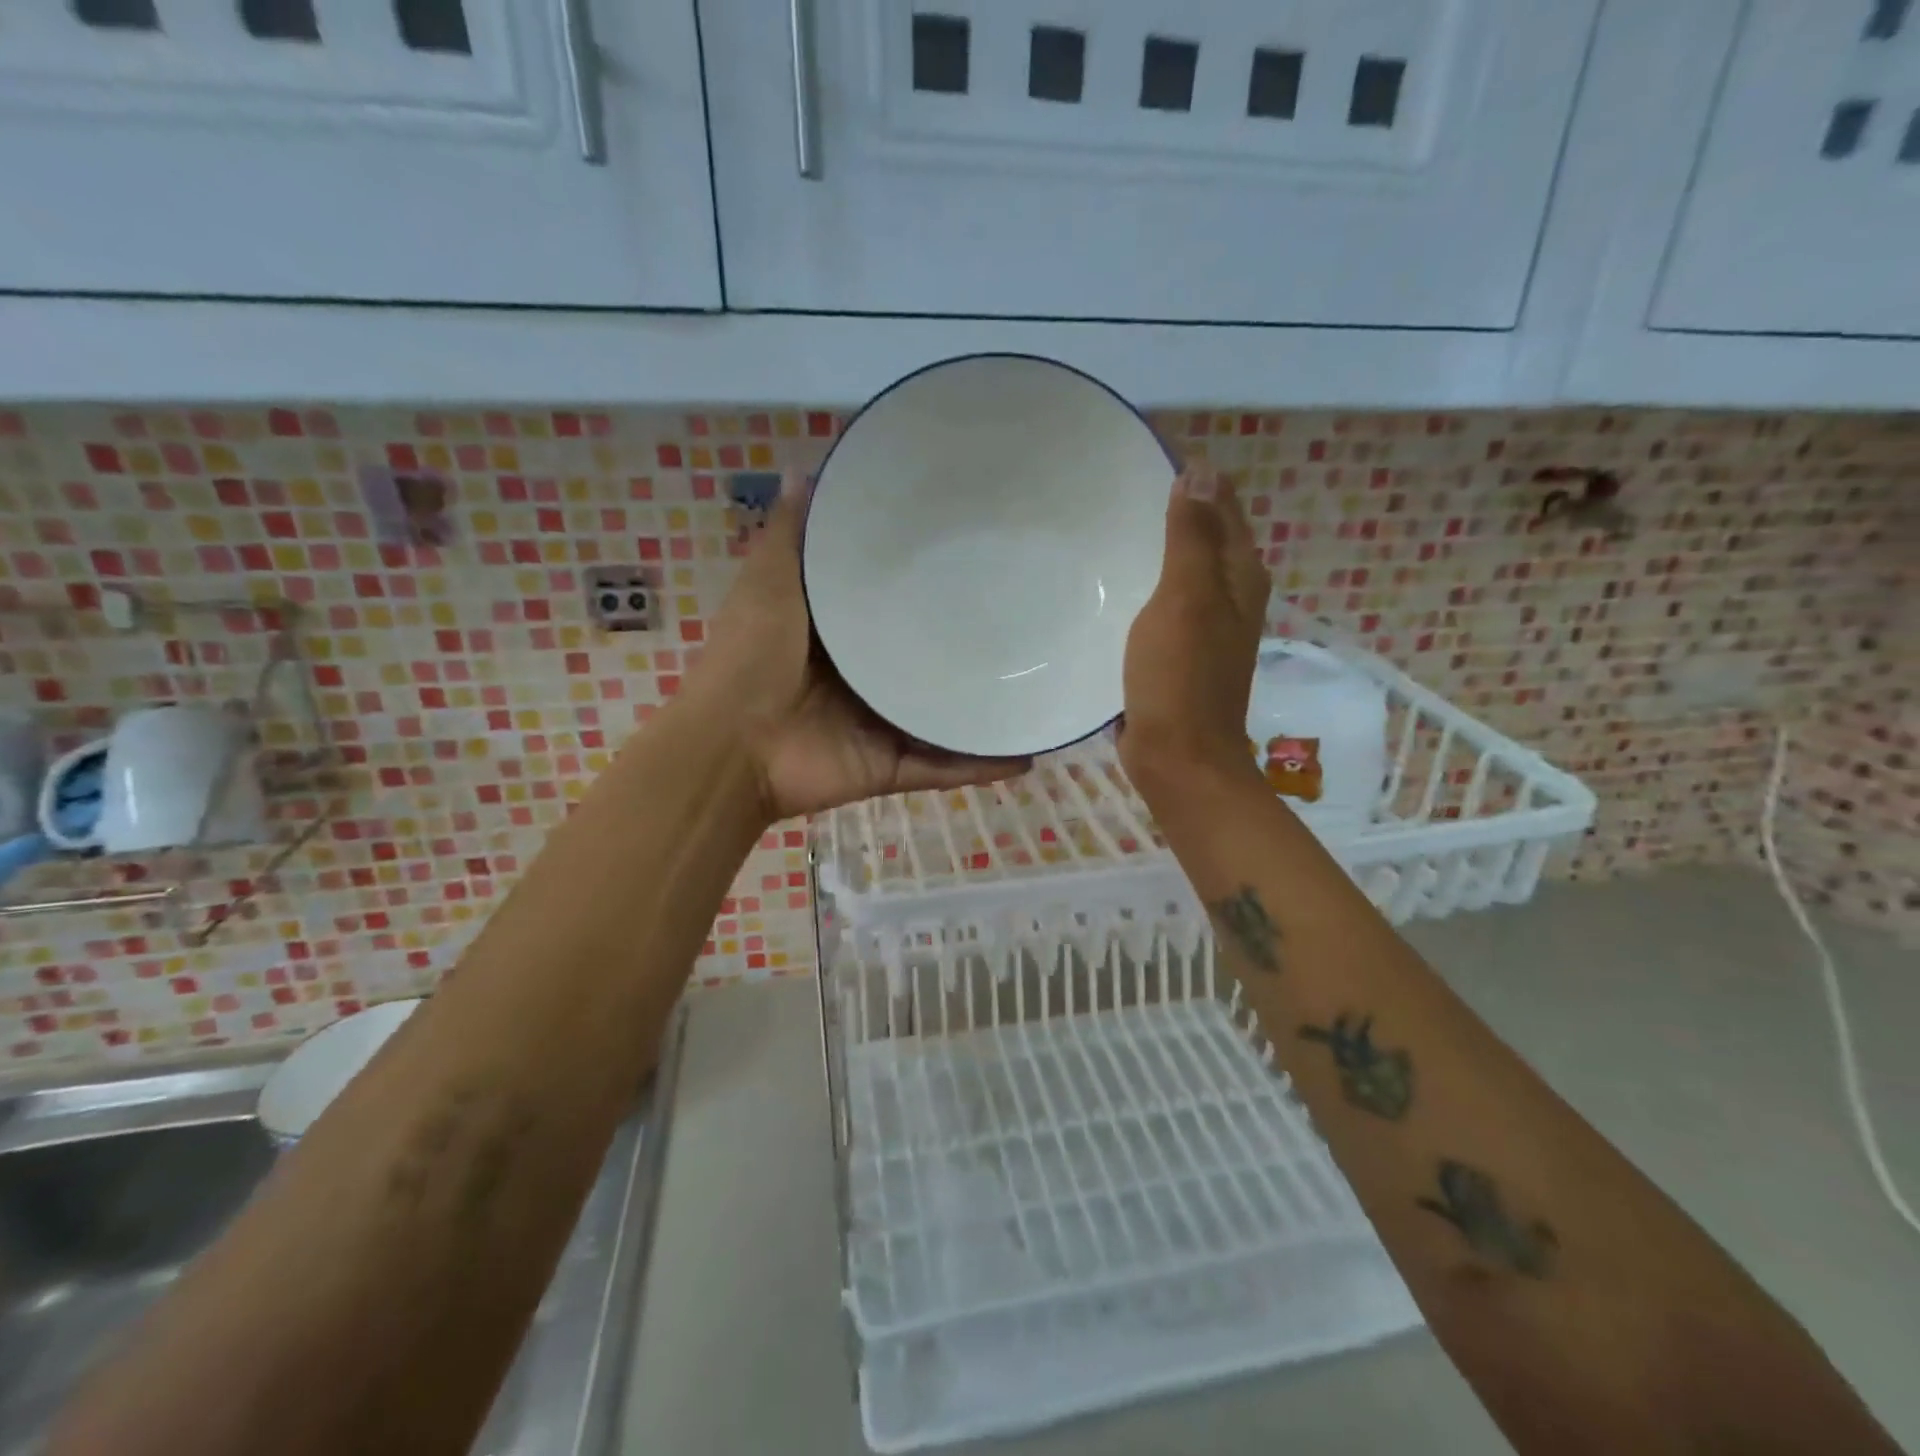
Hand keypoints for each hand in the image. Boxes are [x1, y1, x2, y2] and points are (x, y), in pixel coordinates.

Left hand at [688, 473, 1032, 822]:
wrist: (730, 749)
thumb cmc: (750, 659)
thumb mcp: (770, 584)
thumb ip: (791, 537)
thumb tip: (806, 469)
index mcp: (840, 635)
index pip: (893, 603)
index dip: (929, 579)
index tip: (975, 549)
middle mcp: (866, 678)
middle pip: (926, 659)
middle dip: (968, 644)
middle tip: (1028, 616)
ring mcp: (882, 725)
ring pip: (943, 714)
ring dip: (985, 706)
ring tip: (1042, 684)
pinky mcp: (891, 766)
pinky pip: (944, 767)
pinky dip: (981, 765)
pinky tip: (1027, 751)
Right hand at [1117, 467, 1271, 787]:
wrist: (1178, 756)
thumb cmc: (1181, 676)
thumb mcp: (1187, 599)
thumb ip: (1193, 537)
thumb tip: (1202, 470)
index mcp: (1239, 575)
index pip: (1222, 504)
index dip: (1193, 476)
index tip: (1144, 454)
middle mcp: (1230, 595)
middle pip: (1203, 534)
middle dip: (1170, 506)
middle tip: (1114, 483)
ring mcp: (1204, 625)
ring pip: (1180, 568)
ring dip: (1152, 546)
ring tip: (1106, 524)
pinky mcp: (1178, 650)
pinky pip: (1161, 601)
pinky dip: (1141, 584)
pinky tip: (1110, 581)